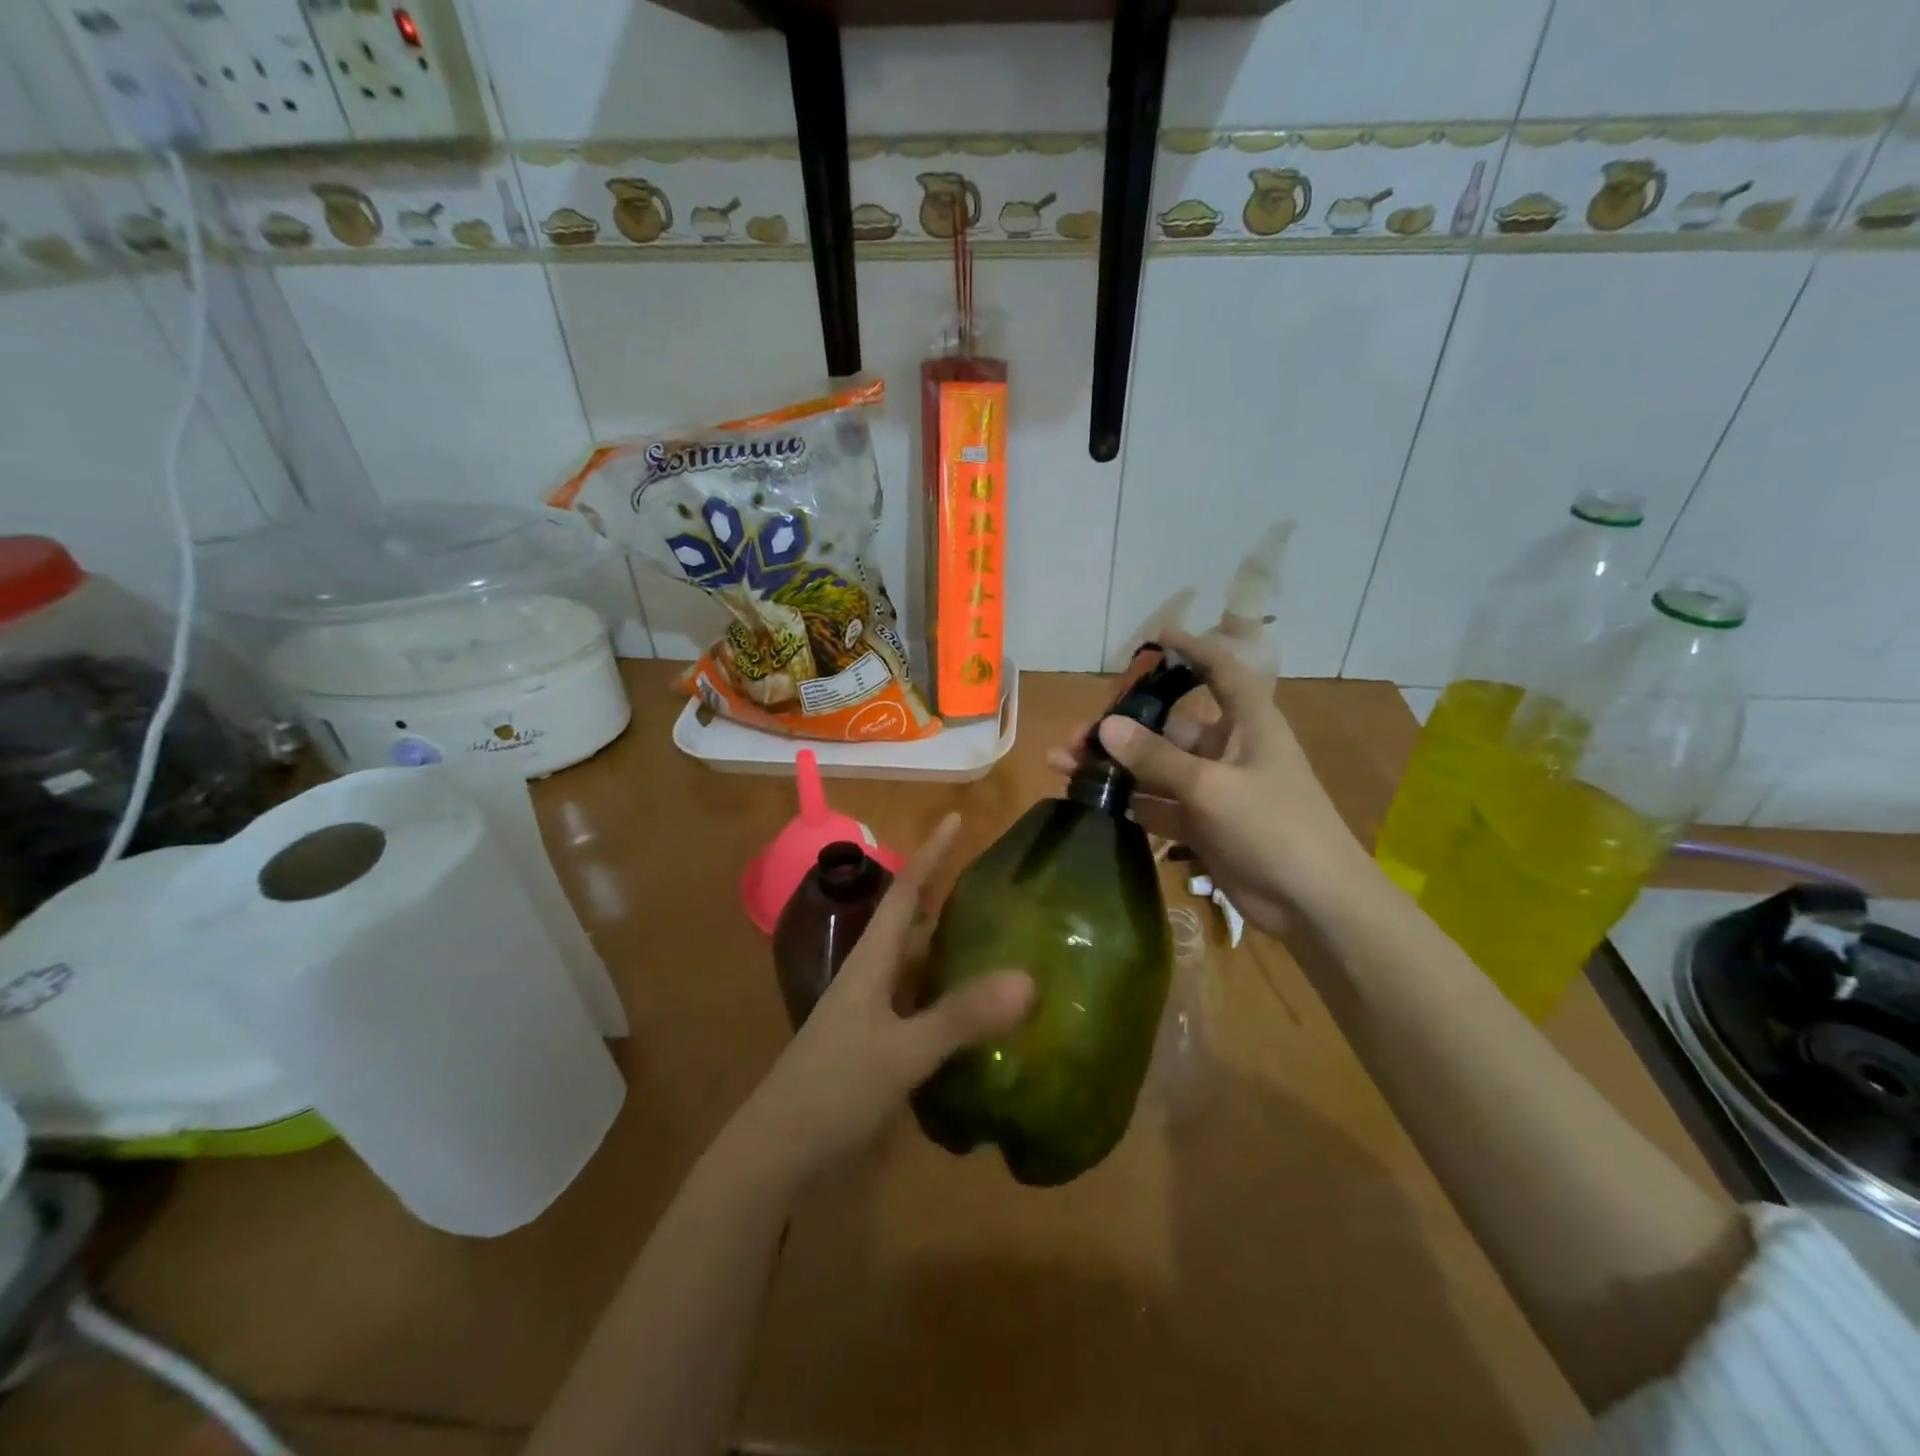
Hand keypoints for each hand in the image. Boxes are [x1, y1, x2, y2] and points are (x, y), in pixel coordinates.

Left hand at [735, 814, 1032, 1185]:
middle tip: (997, 885)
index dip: (931, 853)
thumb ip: (961, 1016)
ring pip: (917, 965)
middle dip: (948, 898)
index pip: (906, 892)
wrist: (777, 1151)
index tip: (957, 818)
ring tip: (999, 938)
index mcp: (871, 961)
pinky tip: (976, 1010)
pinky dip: (948, 996)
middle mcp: (871, 976)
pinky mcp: (875, 1043)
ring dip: (950, 948)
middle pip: (912, 924)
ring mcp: (871, 1012)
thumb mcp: (902, 1051)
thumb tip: (1028, 978)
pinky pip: (919, 1003)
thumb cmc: (834, 1088)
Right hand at [1046, 631, 1373, 934]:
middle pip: (1168, 727)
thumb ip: (1156, 758)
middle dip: (1122, 729)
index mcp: (1248, 724)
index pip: (1220, 671)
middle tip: (1075, 737)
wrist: (1313, 903)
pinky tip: (1092, 803)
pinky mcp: (1202, 825)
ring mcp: (1213, 789)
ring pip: (1155, 768)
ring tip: (1064, 766)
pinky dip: (1129, 803)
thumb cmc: (1274, 827)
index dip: (1192, 650)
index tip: (1155, 638)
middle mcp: (1228, 749)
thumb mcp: (1212, 787)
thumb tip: (1106, 727)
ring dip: (1116, 768)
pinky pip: (1158, 804)